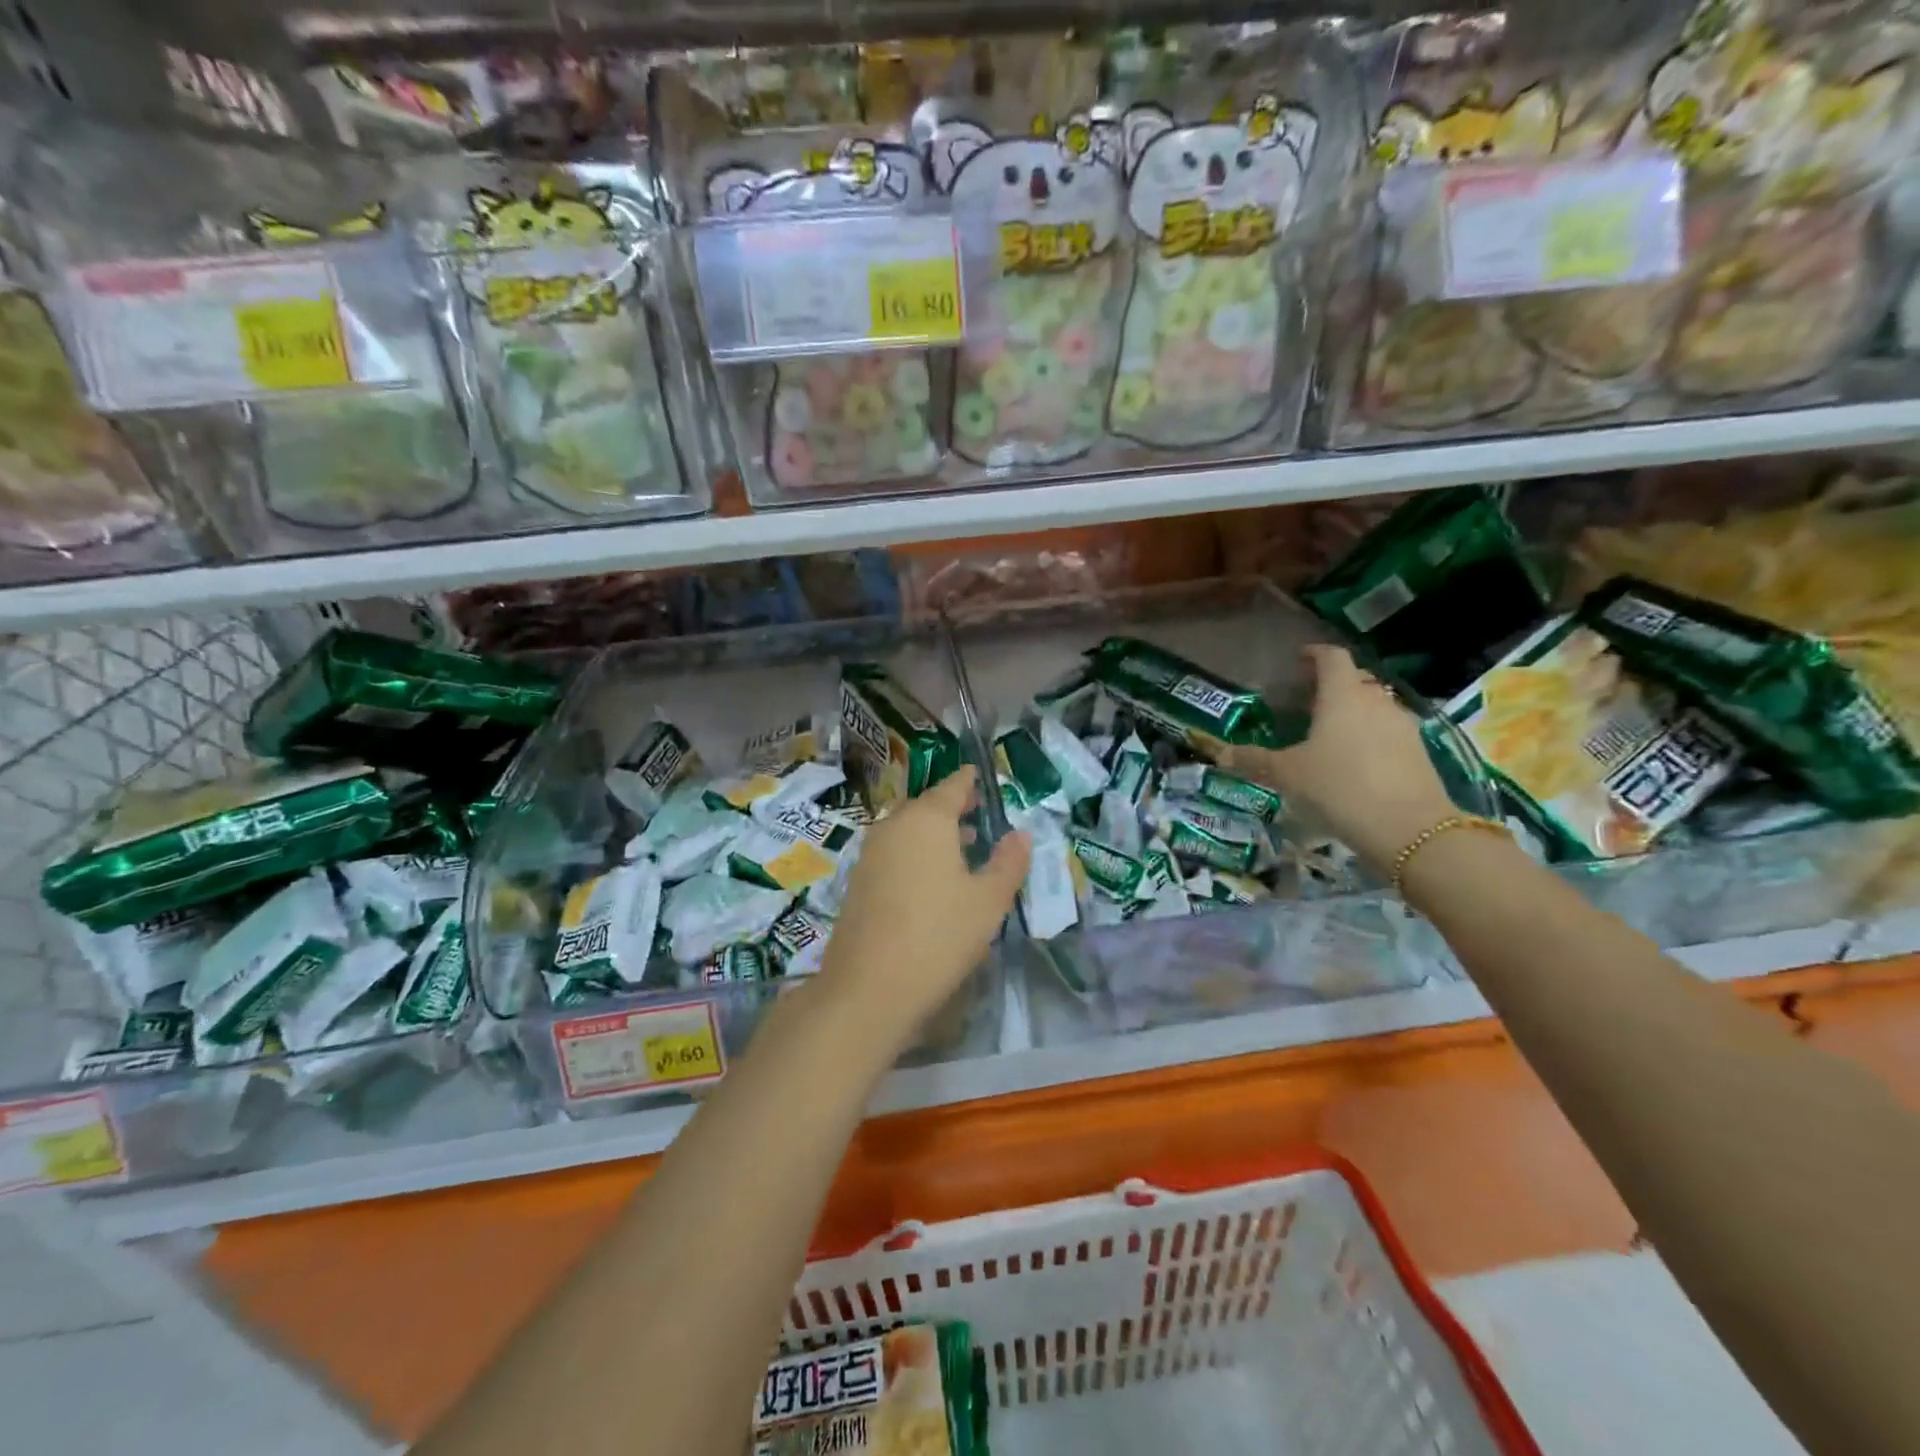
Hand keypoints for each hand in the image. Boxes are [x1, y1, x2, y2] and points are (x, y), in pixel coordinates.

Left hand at [818, 766, 1029, 1048]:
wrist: (867, 988)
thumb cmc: (938, 935)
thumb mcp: (988, 901)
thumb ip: (1008, 863)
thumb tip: (1020, 835)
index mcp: (926, 820)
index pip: (951, 787)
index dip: (967, 781)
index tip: (977, 776)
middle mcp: (893, 827)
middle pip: (925, 807)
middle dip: (951, 808)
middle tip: (976, 810)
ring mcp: (870, 855)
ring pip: (907, 831)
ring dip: (934, 833)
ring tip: (963, 846)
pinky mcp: (858, 883)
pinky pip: (894, 853)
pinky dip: (916, 854)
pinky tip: (932, 879)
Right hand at [1223, 645, 1456, 871]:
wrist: (1408, 828)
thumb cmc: (1339, 787)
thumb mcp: (1287, 775)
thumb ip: (1254, 760)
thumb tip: (1221, 754)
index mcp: (1342, 695)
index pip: (1332, 657)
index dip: (1314, 654)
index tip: (1298, 660)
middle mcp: (1375, 701)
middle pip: (1355, 678)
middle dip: (1332, 683)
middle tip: (1307, 699)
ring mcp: (1401, 724)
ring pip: (1374, 704)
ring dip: (1353, 709)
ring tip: (1328, 730)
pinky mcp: (1417, 750)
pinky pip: (1388, 729)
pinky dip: (1369, 732)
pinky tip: (1353, 757)